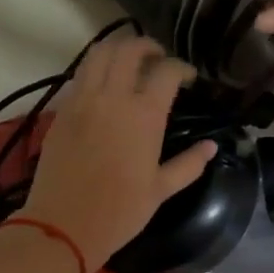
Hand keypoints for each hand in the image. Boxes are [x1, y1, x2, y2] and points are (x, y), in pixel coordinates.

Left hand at [21, 37, 218, 272]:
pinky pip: (80, 74)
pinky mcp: (62, 109)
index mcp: (144, 115)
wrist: (62, 226)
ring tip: (129, 61)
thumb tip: (211, 146)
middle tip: (158, 59)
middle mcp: (113, 97)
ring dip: (118, 49)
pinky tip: (104, 83)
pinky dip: (95, 67)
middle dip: (148, 46)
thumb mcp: (161, 190)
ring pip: (98, 53)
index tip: (188, 77)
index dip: (181, 67)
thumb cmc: (119, 212)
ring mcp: (83, 100)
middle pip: (129, 49)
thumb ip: (189, 164)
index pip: (167, 71)